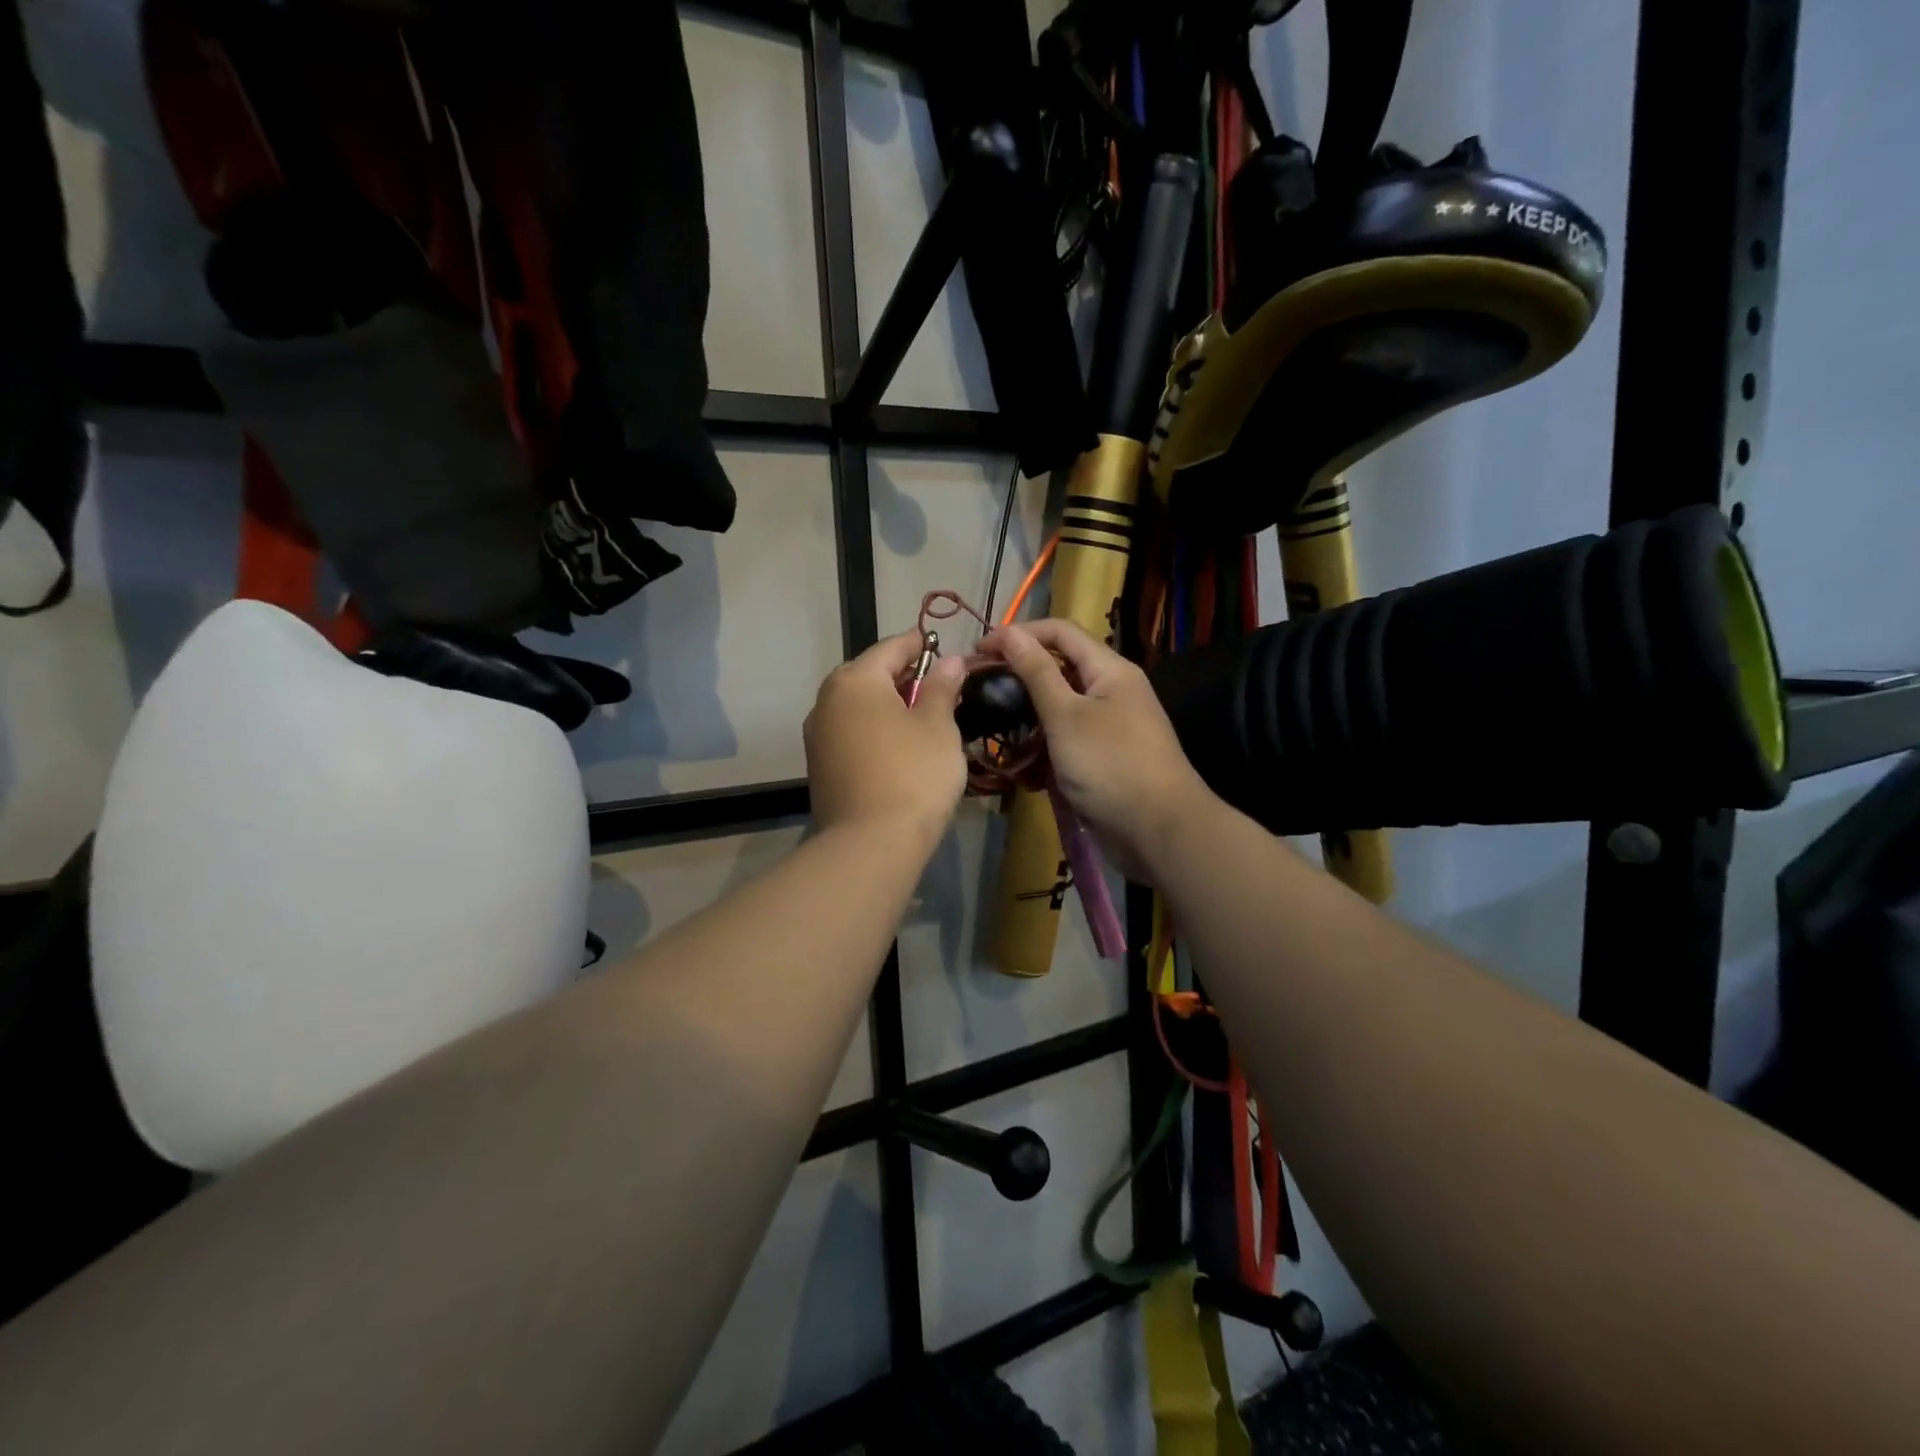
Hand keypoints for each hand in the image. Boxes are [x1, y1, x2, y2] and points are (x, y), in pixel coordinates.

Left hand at [804, 631, 967, 851]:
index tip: (947, 649)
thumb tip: (950, 660)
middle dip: (905, 677)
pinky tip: (900, 748)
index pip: (891, 647)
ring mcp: (818, 736)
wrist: (871, 844)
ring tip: (925, 719)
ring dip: (890, 706)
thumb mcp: (938, 726)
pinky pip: (852, 733)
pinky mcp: (820, 766)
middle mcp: (827, 700)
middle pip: (870, 675)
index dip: (922, 645)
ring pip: (859, 706)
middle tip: (941, 687)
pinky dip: (876, 730)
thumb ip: (942, 687)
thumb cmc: (913, 773)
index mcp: (854, 680)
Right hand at [981, 620, 1213, 884]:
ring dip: (1027, 715)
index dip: (1018, 634)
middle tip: (980, 690)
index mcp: (1109, 670)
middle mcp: (1111, 690)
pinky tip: (1021, 764)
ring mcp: (1109, 726)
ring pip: (1060, 707)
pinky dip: (1043, 747)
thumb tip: (1009, 632)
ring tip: (993, 726)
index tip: (979, 651)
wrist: (1159, 831)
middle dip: (1019, 676)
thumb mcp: (1066, 716)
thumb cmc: (1110, 765)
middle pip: (1059, 668)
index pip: (1059, 632)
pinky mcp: (1103, 757)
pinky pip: (1067, 740)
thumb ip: (1037, 673)